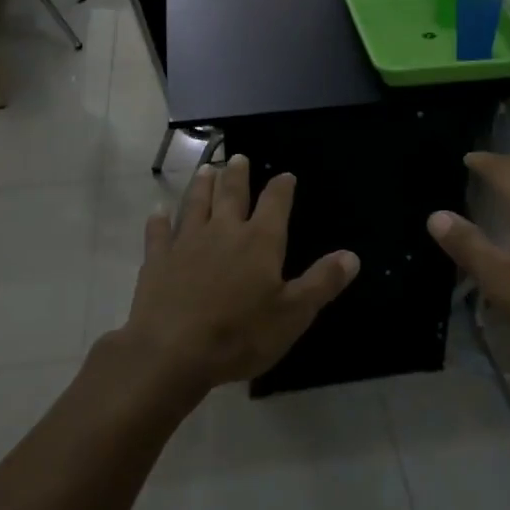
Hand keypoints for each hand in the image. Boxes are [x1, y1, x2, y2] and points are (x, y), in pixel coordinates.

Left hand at [117, 155, 359, 395]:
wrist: (171, 351)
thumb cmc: (240, 334)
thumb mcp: (293, 314)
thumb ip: (322, 282)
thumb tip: (352, 256)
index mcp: (260, 241)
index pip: (275, 203)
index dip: (282, 187)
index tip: (285, 175)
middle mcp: (223, 231)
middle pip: (231, 194)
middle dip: (236, 175)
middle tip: (238, 158)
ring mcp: (186, 242)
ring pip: (195, 204)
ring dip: (202, 185)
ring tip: (206, 169)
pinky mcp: (157, 260)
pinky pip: (158, 232)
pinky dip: (158, 220)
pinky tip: (158, 211)